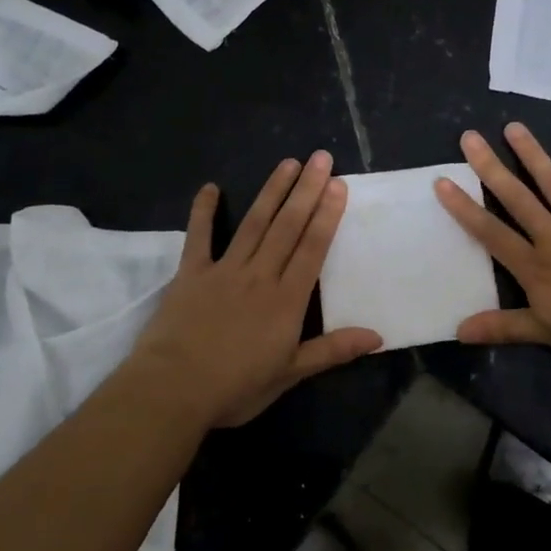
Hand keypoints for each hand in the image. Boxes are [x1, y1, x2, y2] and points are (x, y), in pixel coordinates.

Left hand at [119, 151, 381, 429]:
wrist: (172, 391)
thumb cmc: (235, 387)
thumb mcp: (290, 374)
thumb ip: (332, 351)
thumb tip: (378, 337)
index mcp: (286, 300)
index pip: (312, 249)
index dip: (327, 215)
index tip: (338, 185)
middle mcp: (259, 276)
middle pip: (287, 227)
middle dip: (306, 191)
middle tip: (321, 158)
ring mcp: (224, 270)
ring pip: (254, 224)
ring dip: (272, 192)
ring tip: (288, 163)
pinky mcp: (190, 274)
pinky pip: (199, 237)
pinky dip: (204, 211)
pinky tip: (211, 187)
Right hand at [434, 123, 550, 370]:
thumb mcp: (550, 335)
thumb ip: (505, 328)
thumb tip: (459, 332)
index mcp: (535, 267)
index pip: (491, 233)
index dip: (464, 208)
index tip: (442, 181)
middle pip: (516, 197)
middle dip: (490, 167)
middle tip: (470, 138)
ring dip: (531, 154)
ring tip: (513, 127)